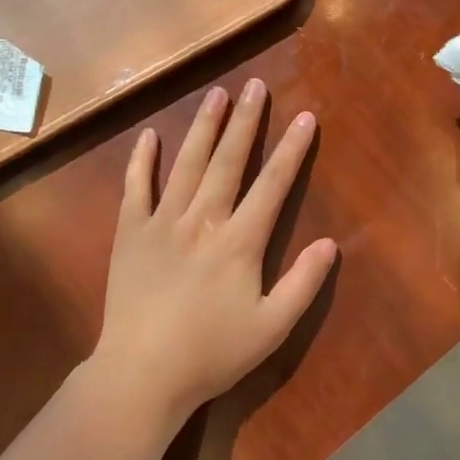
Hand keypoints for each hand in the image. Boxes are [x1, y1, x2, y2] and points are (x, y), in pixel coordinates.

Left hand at [93, 80, 336, 425]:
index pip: (272, 185)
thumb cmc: (211, 353)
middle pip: (228, 161)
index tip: (305, 118)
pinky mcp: (129, 233)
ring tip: (216, 95)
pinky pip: (135, 188)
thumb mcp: (271, 328)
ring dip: (203, 127)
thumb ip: (303, 284)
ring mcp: (162, 222)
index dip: (292, 150)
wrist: (141, 374)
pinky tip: (149, 137)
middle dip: (246, 121)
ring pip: (186, 164)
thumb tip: (330, 244)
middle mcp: (202, 220)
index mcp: (239, 241)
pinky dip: (142, 161)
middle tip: (256, 85)